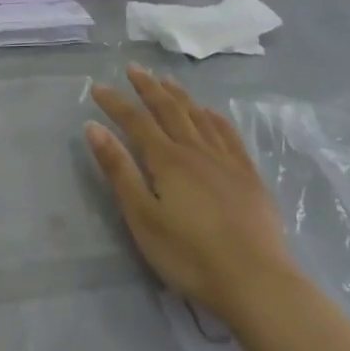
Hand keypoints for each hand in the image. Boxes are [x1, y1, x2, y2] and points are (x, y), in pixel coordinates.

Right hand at [85, 64, 299, 322]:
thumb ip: (119, 170)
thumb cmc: (189, 254)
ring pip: (200, 117)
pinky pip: (230, 136)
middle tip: (134, 68)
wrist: (256, 282)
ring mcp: (227, 162)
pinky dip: (216, 118)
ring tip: (167, 81)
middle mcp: (197, 151)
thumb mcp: (142, 216)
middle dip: (149, 88)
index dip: (116, 102)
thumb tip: (93, 127)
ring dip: (181, 96)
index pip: (136, 121)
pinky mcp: (249, 178)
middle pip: (170, 110)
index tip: (98, 86)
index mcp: (168, 160)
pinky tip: (211, 113)